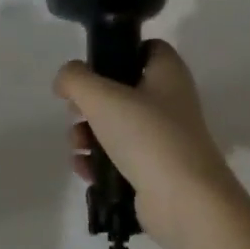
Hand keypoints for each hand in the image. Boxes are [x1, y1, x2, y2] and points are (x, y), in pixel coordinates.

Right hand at [54, 40, 240, 248]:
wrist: (183, 200)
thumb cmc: (147, 135)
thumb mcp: (102, 97)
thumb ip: (76, 80)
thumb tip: (65, 79)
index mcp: (168, 73)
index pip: (146, 48)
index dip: (118, 51)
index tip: (91, 68)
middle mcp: (170, 101)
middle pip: (123, 90)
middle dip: (91, 103)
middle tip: (76, 112)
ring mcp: (165, 138)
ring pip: (117, 126)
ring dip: (89, 134)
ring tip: (77, 146)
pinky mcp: (156, 170)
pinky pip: (120, 158)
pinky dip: (100, 162)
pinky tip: (85, 170)